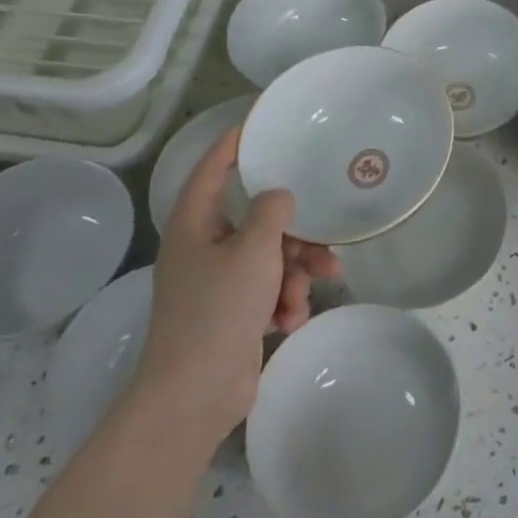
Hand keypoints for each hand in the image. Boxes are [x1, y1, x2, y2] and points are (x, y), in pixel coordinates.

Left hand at [127, 126, 339, 444]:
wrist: (194, 395)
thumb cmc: (218, 310)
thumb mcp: (253, 250)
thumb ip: (272, 212)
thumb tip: (280, 196)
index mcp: (196, 223)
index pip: (214, 167)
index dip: (236, 142)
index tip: (264, 121)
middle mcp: (205, 246)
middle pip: (258, 219)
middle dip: (294, 236)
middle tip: (323, 244)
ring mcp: (219, 282)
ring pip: (271, 257)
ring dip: (294, 273)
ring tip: (305, 293)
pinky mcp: (234, 312)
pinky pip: (269, 290)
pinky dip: (284, 301)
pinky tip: (289, 321)